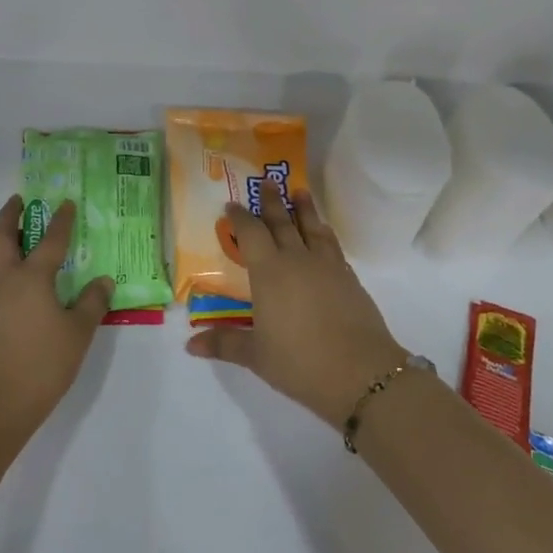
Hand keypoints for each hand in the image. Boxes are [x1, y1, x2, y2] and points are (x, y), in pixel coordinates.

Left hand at [0, 196, 112, 429]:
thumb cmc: (41, 365)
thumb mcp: (78, 333)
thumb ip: (91, 303)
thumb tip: (103, 280)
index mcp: (31, 277)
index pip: (49, 241)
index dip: (60, 221)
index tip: (66, 204)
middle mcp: (3, 280)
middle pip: (2, 237)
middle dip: (11, 216)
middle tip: (20, 201)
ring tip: (11, 235)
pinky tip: (7, 277)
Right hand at [185, 181, 406, 428]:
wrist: (361, 373)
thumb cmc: (300, 362)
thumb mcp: (257, 356)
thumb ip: (225, 344)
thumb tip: (190, 344)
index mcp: (270, 272)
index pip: (251, 234)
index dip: (240, 217)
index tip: (232, 203)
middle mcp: (298, 260)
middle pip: (283, 222)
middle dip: (273, 201)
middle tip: (267, 180)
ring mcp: (328, 267)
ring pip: (313, 228)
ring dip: (305, 209)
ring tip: (300, 192)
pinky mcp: (350, 279)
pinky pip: (333, 246)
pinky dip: (324, 234)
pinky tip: (324, 235)